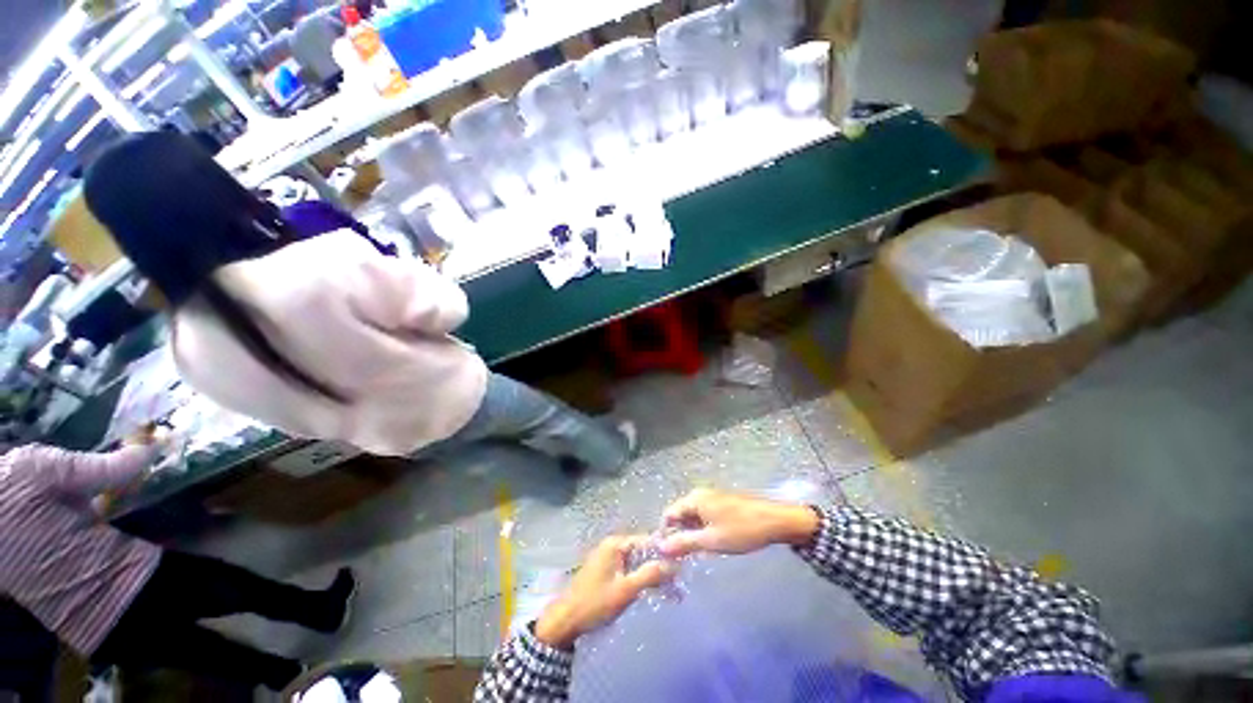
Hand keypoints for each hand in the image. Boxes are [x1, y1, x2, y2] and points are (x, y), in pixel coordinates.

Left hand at [534, 535, 675, 648]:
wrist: (565, 621)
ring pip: (635, 561)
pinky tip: (648, 590)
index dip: (663, 552)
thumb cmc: (595, 603)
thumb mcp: (626, 590)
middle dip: (658, 565)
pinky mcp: (604, 571)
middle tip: (677, 582)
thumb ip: (650, 575)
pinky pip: (627, 569)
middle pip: (641, 551)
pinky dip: (638, 578)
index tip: (681, 565)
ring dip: (649, 573)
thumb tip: (674, 564)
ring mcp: (607, 558)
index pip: (646, 540)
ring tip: (667, 589)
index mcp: (616, 544)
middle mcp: (611, 545)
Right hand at [659, 489, 819, 558]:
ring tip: (700, 554)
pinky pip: (705, 517)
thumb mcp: (711, 541)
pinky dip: (704, 531)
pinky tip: (714, 545)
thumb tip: (660, 547)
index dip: (666, 534)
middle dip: (681, 536)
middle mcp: (700, 495)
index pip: (669, 514)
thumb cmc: (741, 530)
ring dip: (693, 535)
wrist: (775, 521)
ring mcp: (712, 498)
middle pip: (681, 515)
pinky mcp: (722, 504)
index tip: (669, 554)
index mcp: (694, 499)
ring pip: (693, 518)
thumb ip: (684, 543)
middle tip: (685, 558)